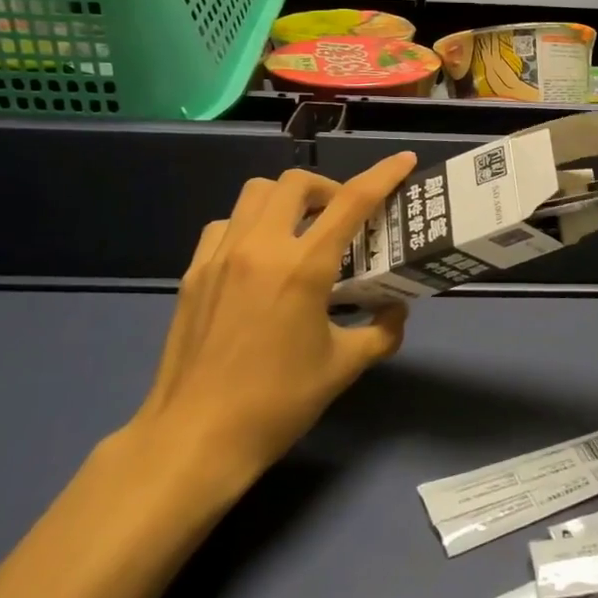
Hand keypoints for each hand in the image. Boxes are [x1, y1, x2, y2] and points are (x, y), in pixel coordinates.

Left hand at [126, 154, 416, 490]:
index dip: (383, 175)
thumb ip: (382, 331)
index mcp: (302, 267)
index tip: (404, 160)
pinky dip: (249, 226)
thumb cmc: (277, 403)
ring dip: (286, 201)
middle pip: (296, 182)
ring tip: (300, 232)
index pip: (352, 202)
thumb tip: (396, 310)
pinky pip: (225, 225)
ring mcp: (219, 256)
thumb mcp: (343, 367)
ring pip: (255, 195)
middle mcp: (259, 247)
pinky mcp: (193, 273)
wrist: (195, 437)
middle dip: (328, 188)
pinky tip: (258, 259)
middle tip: (342, 218)